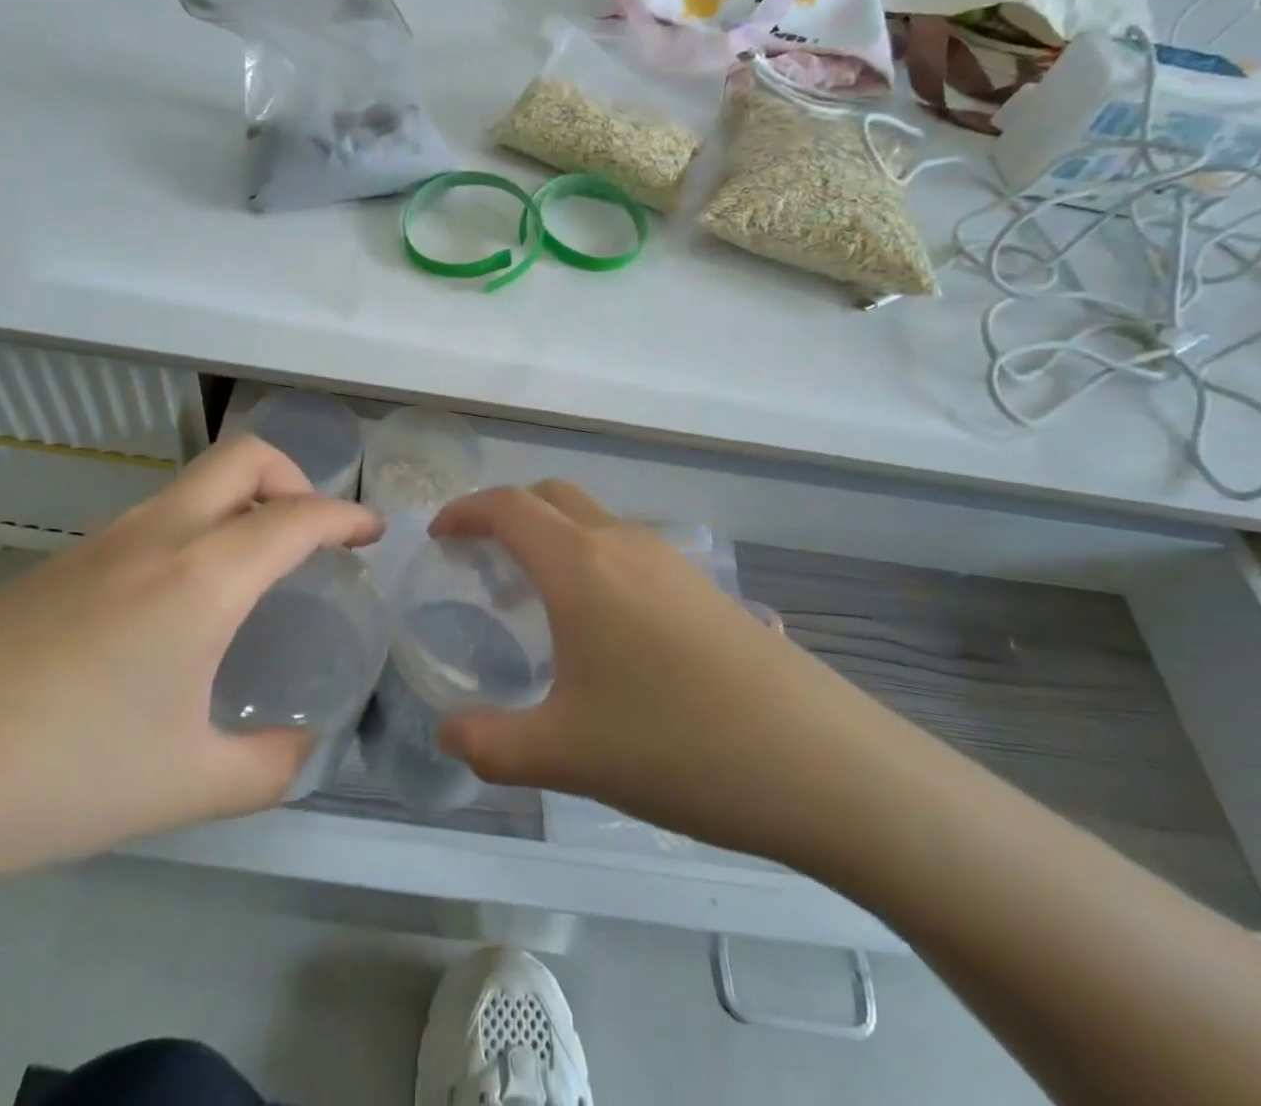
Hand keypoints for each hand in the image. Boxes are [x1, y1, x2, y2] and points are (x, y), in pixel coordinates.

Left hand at [0, 435, 381, 896]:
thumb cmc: (57, 773)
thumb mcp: (184, 785)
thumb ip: (267, 768)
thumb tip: (303, 751)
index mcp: (201, 576)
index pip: (297, 517)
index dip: (346, 517)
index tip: (373, 533)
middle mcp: (156, 535)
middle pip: (243, 458)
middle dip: (294, 476)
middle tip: (312, 530)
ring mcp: (99, 541)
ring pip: (192, 483)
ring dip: (240, 502)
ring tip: (253, 568)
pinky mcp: (58, 564)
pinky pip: (152, 518)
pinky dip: (195, 530)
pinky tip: (178, 603)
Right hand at [430, 481, 872, 865]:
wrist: (822, 763)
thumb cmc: (677, 746)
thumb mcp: (566, 755)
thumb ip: (490, 743)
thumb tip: (446, 735)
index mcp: (580, 565)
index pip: (507, 507)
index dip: (464, 512)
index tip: (438, 536)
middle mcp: (623, 544)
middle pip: (551, 497)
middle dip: (506, 514)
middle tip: (481, 561)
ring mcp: (671, 561)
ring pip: (593, 521)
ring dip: (553, 538)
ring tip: (535, 599)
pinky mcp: (704, 587)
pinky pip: (628, 550)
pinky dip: (591, 561)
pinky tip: (601, 628)